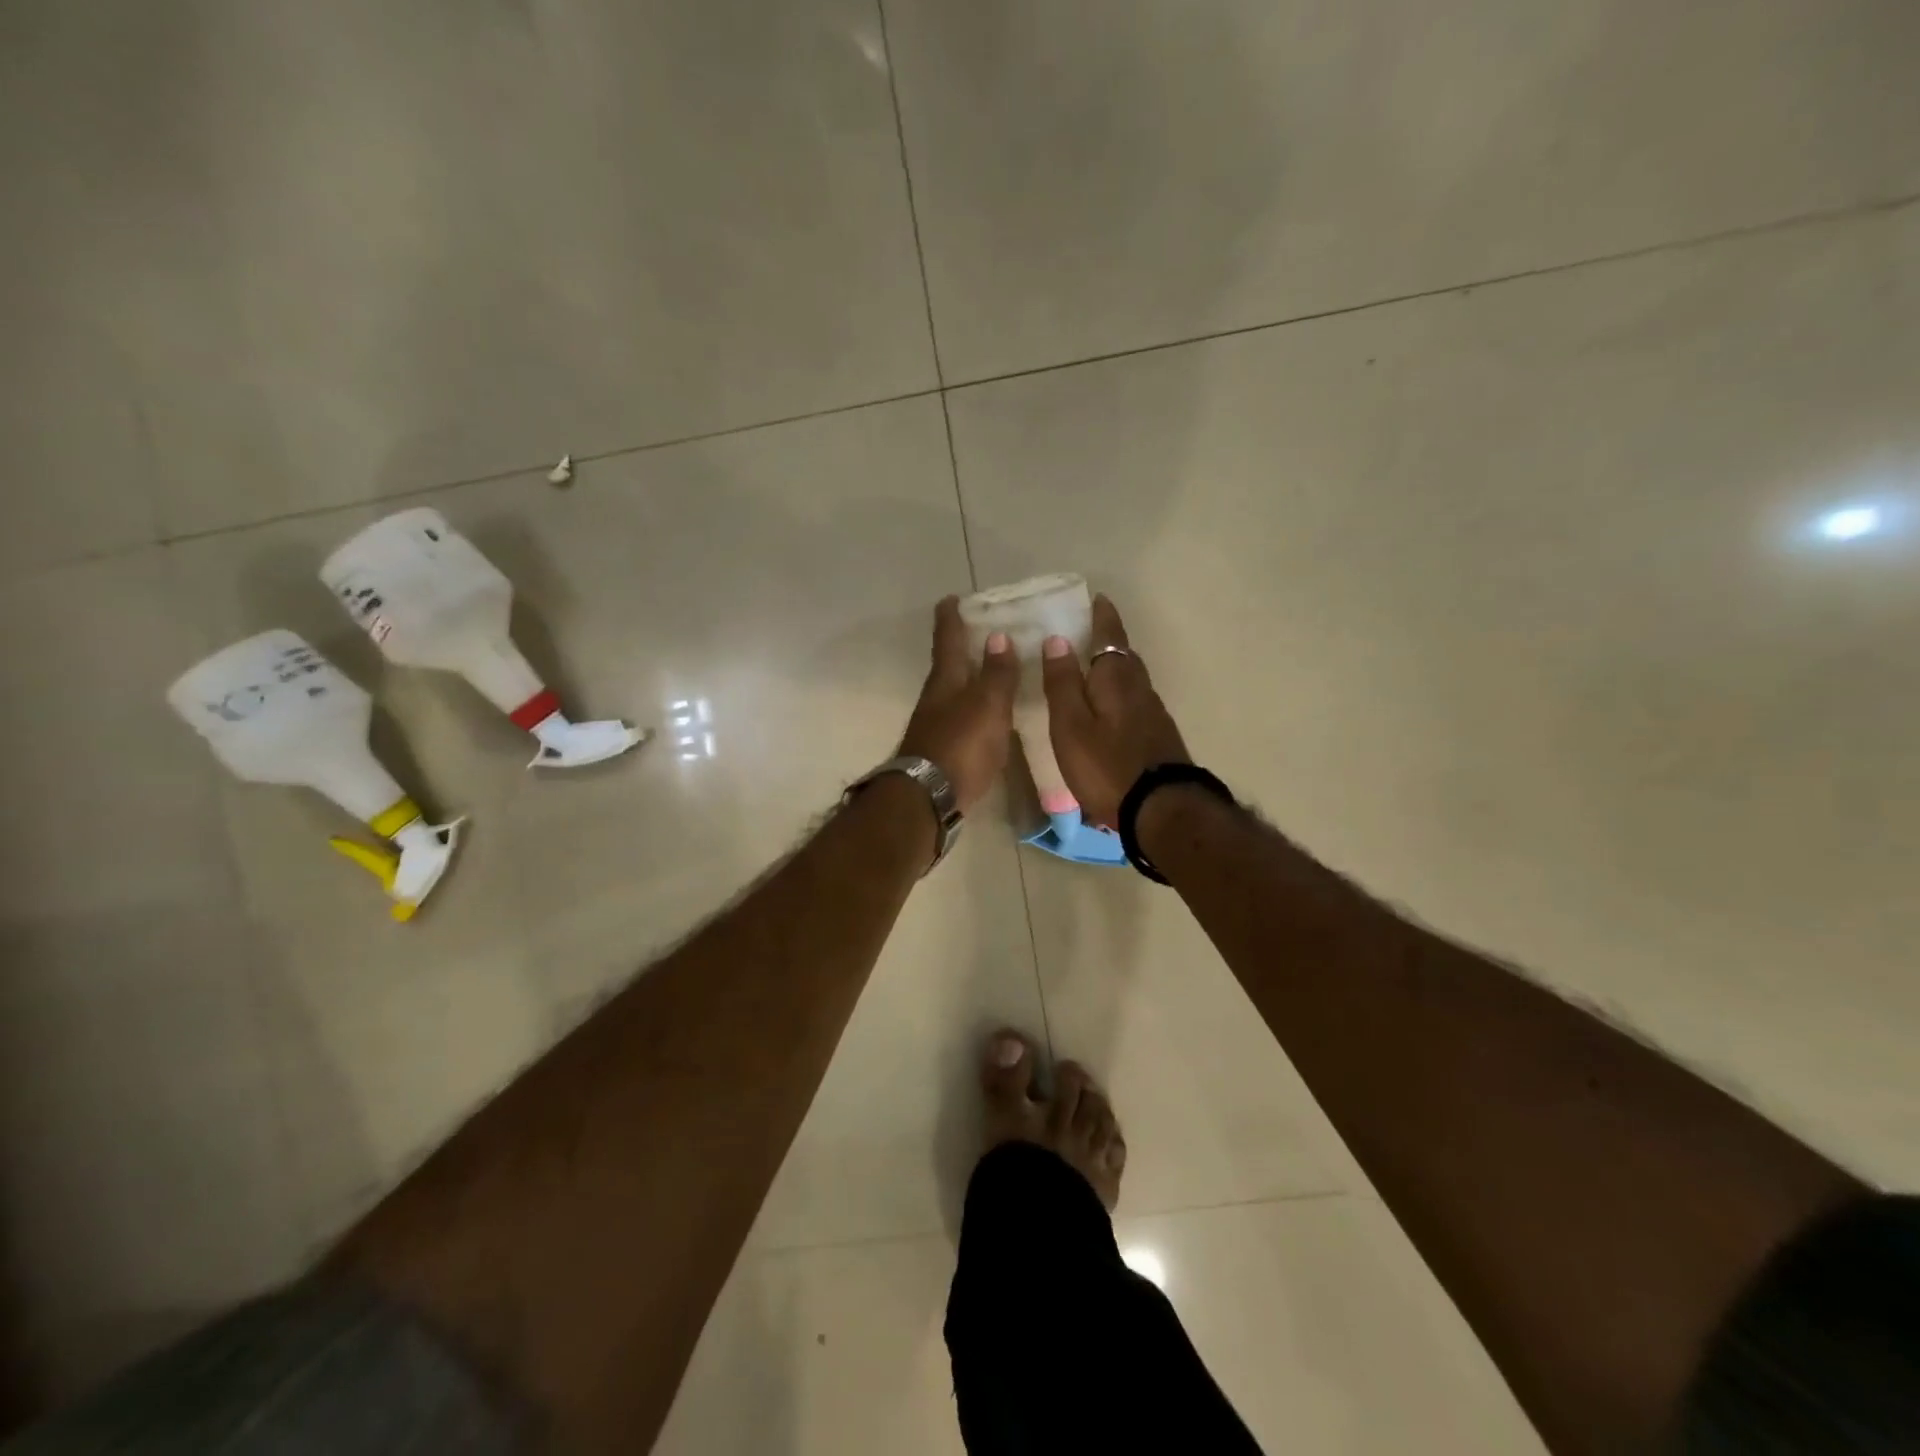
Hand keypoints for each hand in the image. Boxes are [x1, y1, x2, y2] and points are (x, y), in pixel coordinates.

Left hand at [898, 596, 1018, 813]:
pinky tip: (988, 715)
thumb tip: (998, 637)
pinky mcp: (943, 750)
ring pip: (954, 693)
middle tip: (981, 632)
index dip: (950, 618)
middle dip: (962, 648)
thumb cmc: (961, 745)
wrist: (929, 798)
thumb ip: (996, 674)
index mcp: (946, 681)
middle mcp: (936, 699)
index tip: (951, 598)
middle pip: (949, 666)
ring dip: (970, 679)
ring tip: (992, 671)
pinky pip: (961, 718)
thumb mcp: (987, 705)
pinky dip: (974, 708)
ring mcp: (936, 726)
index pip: (948, 640)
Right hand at [1041, 595, 1189, 826]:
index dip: (1102, 617)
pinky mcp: (1160, 740)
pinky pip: (1137, 705)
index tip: (1097, 598)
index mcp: (1116, 680)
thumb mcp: (1071, 726)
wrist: (1162, 810)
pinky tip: (1112, 712)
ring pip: (1132, 682)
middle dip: (1109, 642)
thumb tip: (1058, 640)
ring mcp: (1154, 716)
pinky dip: (1122, 697)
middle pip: (1125, 658)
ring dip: (1116, 671)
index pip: (1110, 637)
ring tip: (1095, 671)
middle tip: (1090, 633)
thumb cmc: (1107, 766)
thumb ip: (1063, 683)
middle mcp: (1140, 691)